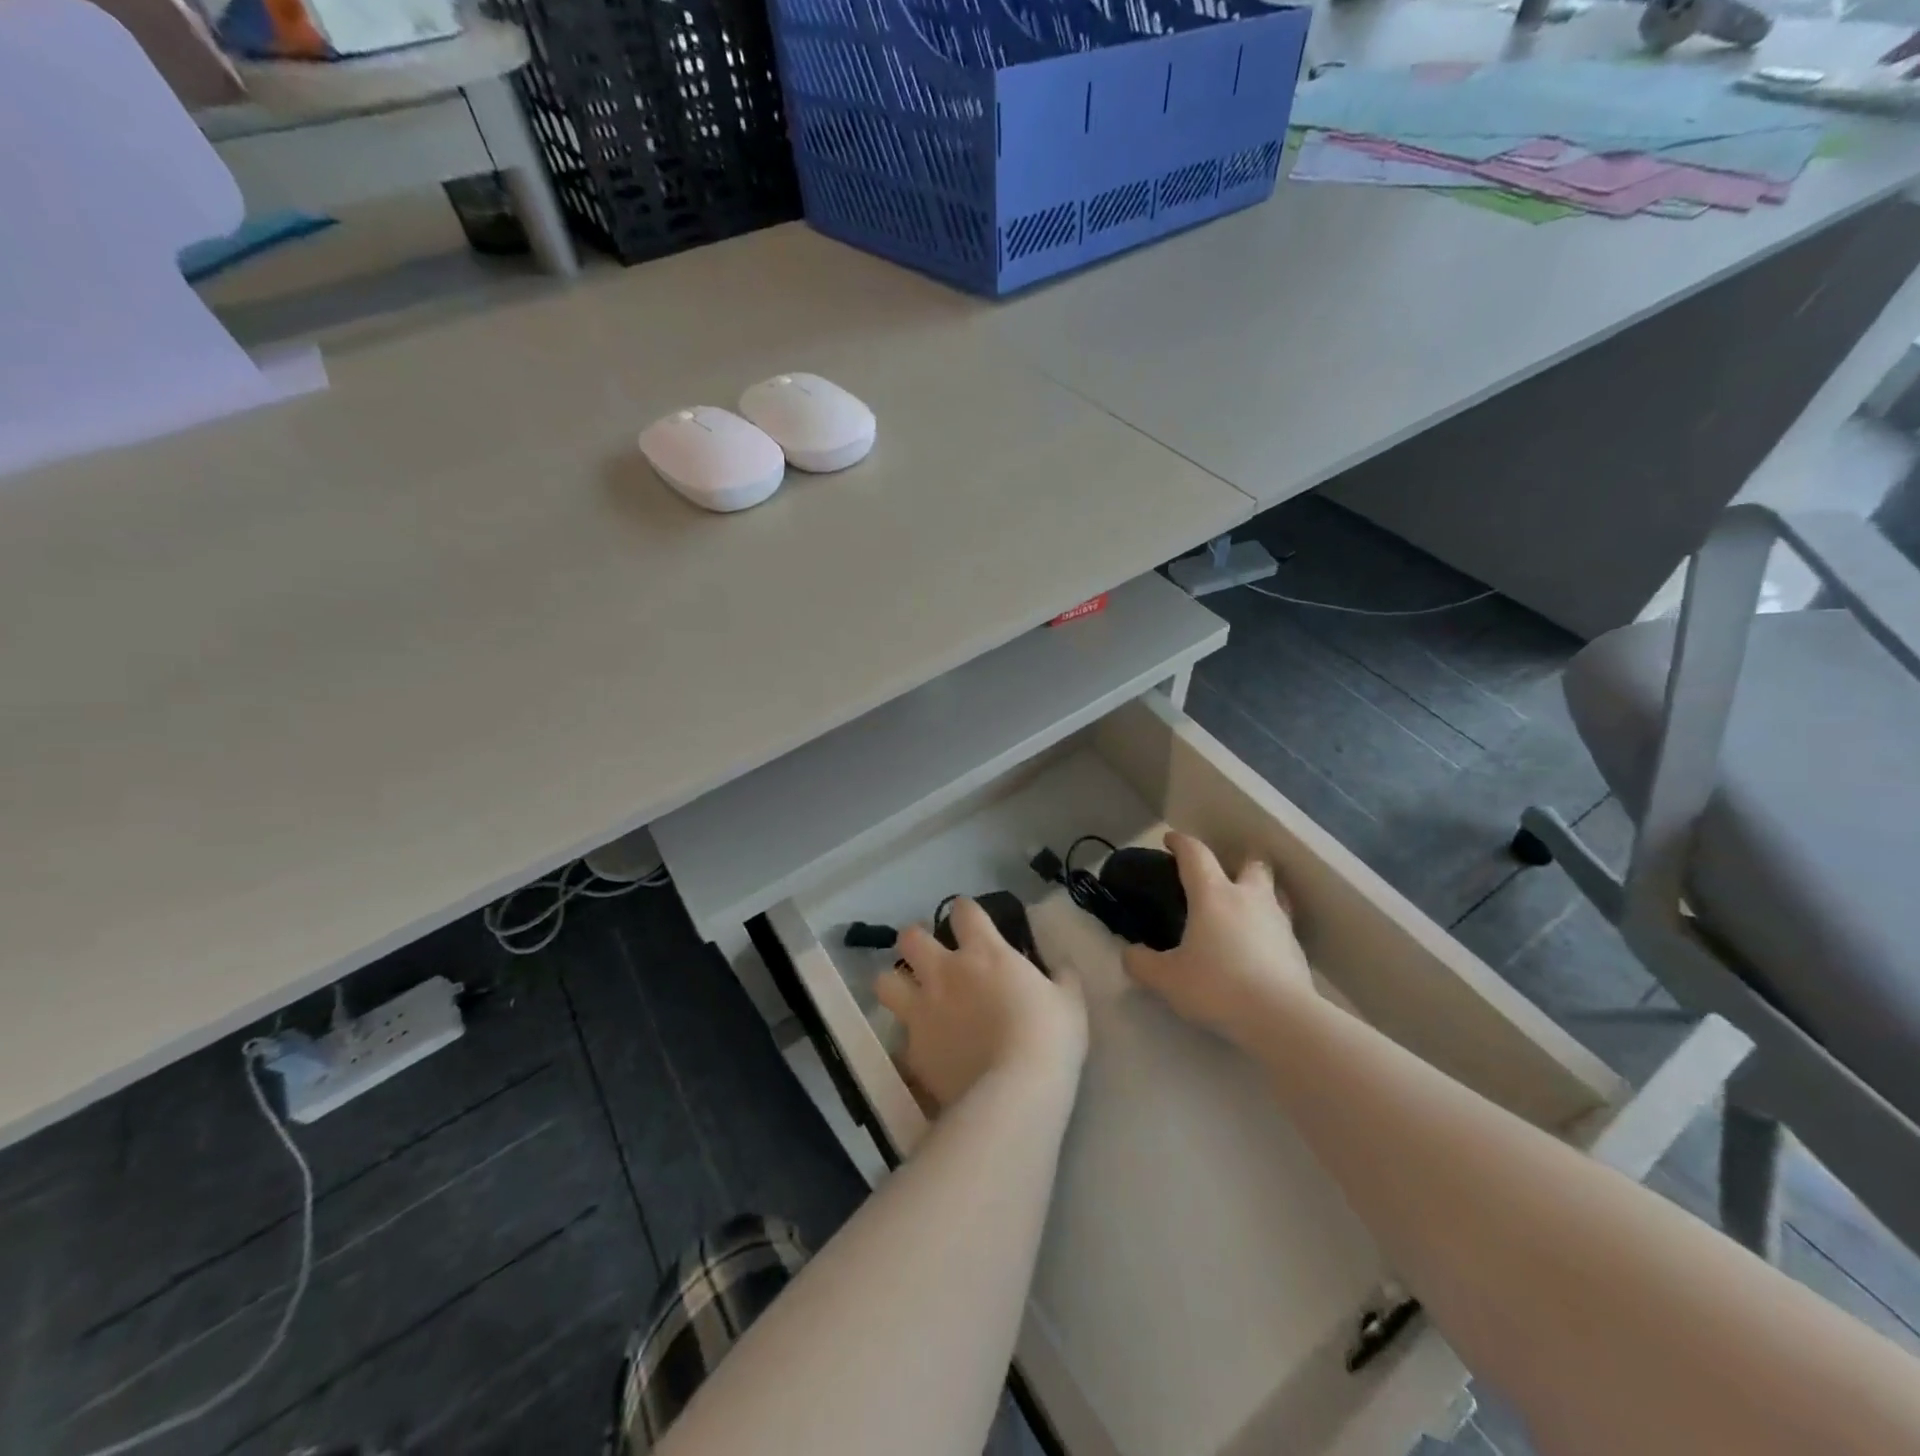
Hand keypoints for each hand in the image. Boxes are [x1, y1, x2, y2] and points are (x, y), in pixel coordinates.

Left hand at [875, 899, 1086, 1109]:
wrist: (1015, 1092)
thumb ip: (1061, 977)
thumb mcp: (1069, 1002)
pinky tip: (924, 1048)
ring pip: (885, 980)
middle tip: (930, 955)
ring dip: (896, 983)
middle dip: (916, 940)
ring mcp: (922, 1010)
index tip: (969, 917)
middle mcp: (944, 972)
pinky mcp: (912, 1049)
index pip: (963, 911)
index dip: (964, 910)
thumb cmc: (1048, 1037)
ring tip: (909, 995)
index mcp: (984, 952)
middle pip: (910, 937)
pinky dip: (909, 1037)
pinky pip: (899, 1035)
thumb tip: (1060, 966)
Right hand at [1122, 830, 1313, 1043]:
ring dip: (1261, 893)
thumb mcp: (1166, 979)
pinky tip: (1259, 948)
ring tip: (1245, 909)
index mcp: (1214, 894)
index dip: (1181, 843)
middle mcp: (1249, 898)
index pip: (1196, 854)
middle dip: (1239, 861)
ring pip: (1274, 892)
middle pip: (1252, 863)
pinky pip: (1282, 926)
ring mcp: (1279, 922)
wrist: (1281, 1018)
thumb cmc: (1217, 986)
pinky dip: (1270, 929)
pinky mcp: (1297, 950)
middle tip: (1224, 875)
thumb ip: (1142, 963)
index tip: (1171, 840)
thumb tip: (1130, 954)